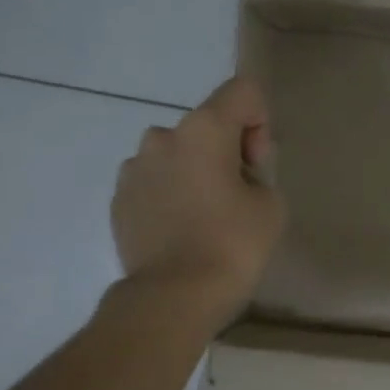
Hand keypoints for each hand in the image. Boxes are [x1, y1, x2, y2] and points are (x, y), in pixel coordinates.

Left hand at [111, 77, 284, 331]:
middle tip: (238, 197)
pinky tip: (181, 232)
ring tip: (205, 217)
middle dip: (226, 151)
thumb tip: (234, 174)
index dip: (259, 122)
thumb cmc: (232, 245)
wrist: (173, 297)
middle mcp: (162, 136)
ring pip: (177, 154)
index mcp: (204, 129)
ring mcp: (133, 168)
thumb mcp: (271, 205)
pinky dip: (171, 195)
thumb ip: (258, 173)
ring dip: (194, 172)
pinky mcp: (119, 199)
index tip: (256, 165)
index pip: (242, 91)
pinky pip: (155, 182)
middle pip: (207, 124)